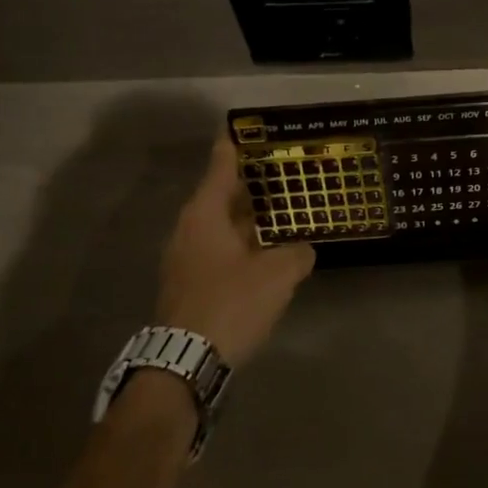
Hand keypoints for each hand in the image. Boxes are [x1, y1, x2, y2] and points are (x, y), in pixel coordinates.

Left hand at [156, 137, 314, 368]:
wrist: (185, 361)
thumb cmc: (230, 303)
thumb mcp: (276, 275)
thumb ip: (296, 255)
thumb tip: (303, 250)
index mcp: (204, 215)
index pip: (220, 167)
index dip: (233, 145)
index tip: (242, 127)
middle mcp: (189, 229)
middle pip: (219, 196)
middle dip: (247, 184)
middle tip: (276, 170)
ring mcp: (184, 258)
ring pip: (219, 226)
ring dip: (244, 218)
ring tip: (277, 210)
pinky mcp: (188, 284)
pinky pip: (217, 250)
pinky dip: (239, 244)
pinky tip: (263, 253)